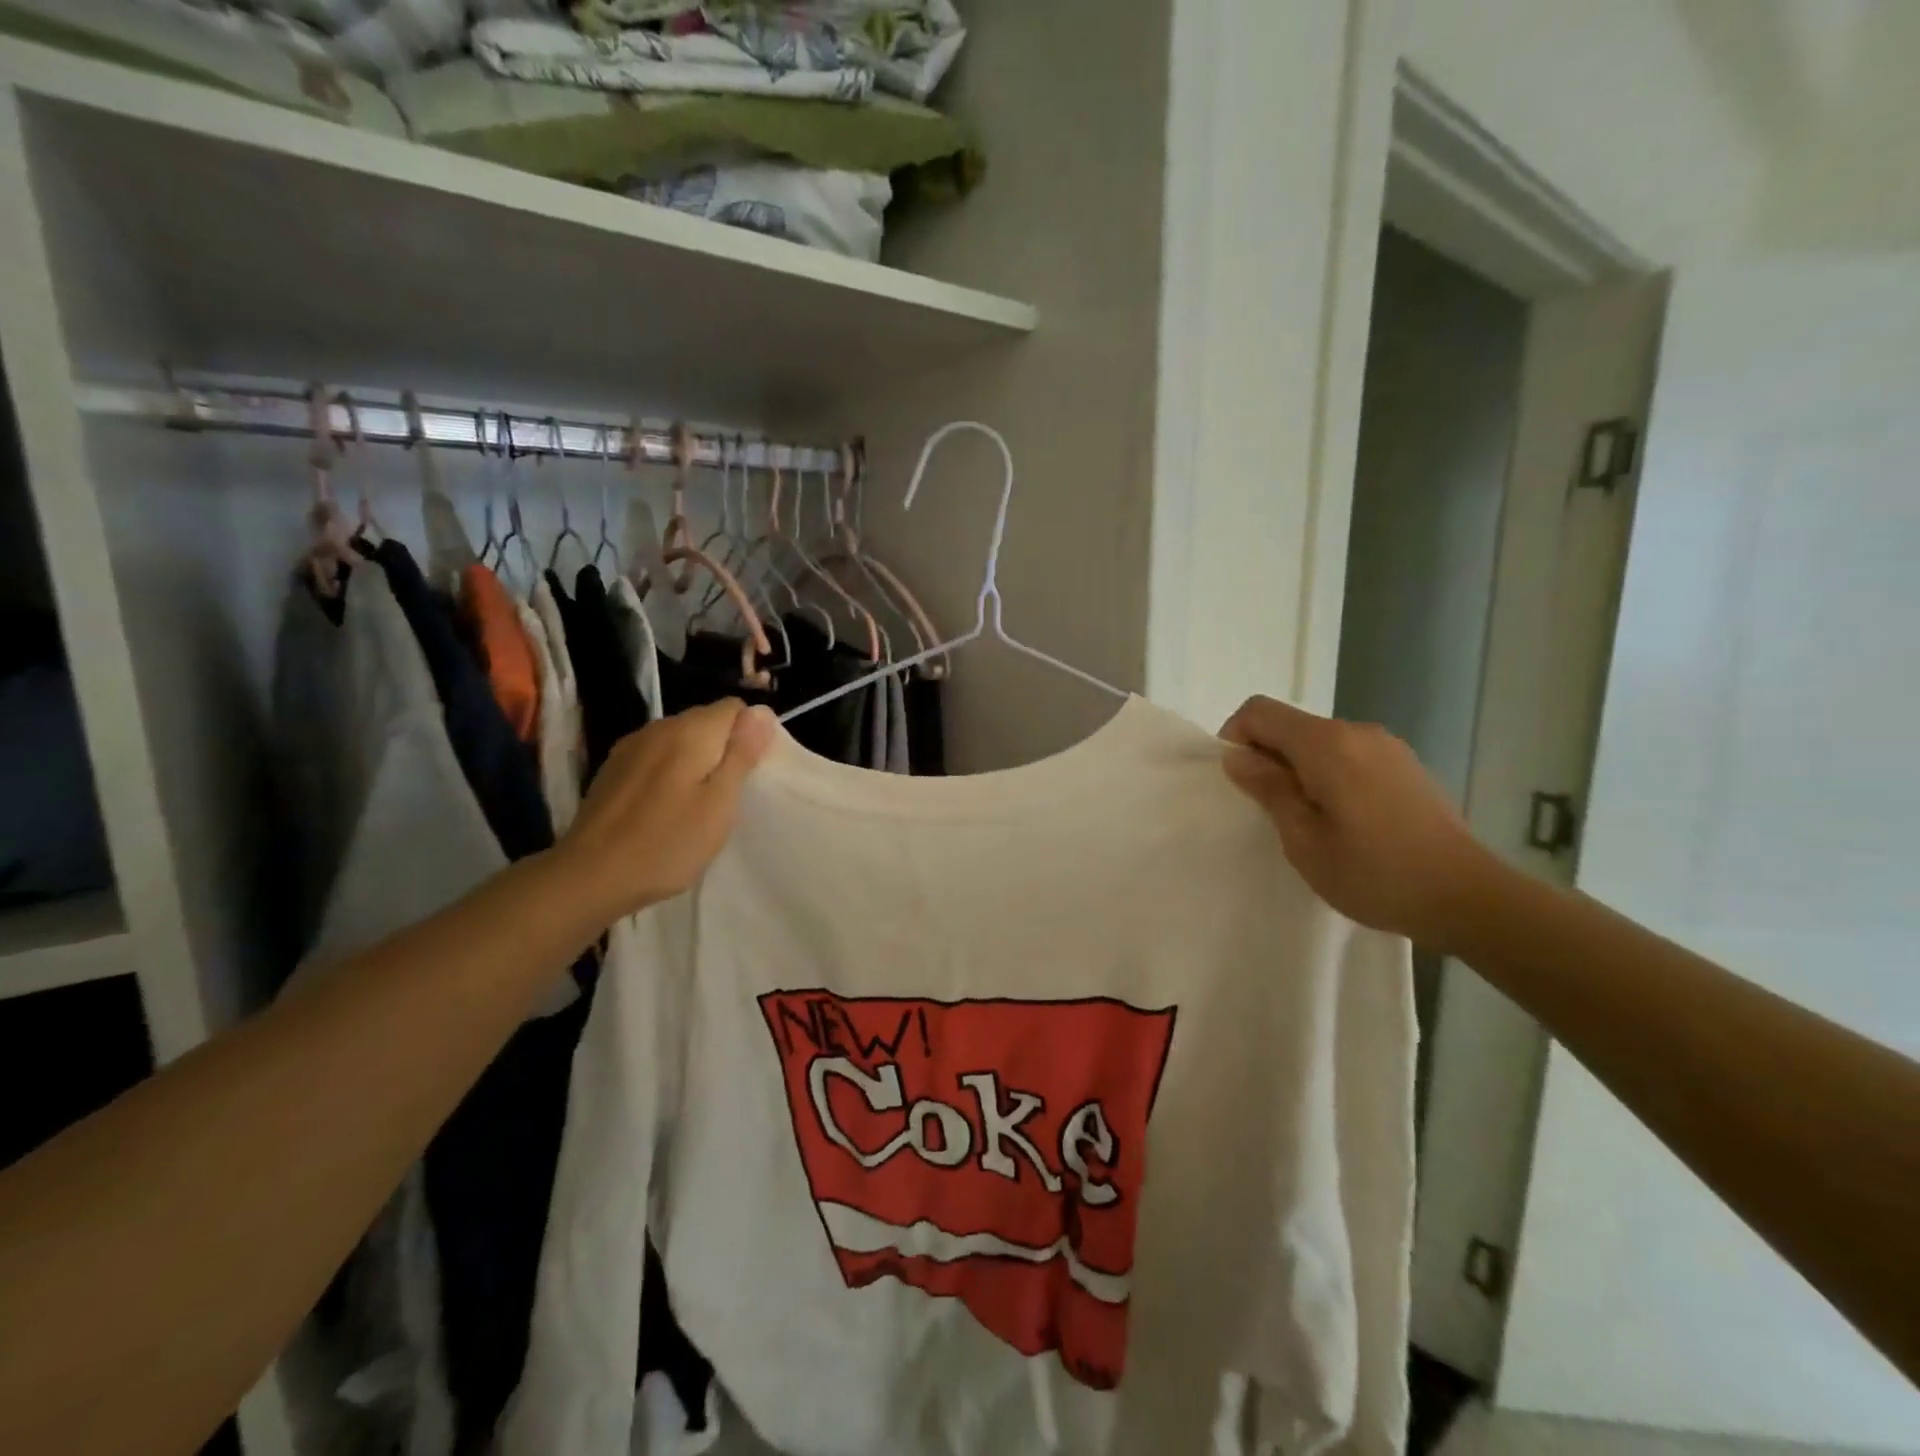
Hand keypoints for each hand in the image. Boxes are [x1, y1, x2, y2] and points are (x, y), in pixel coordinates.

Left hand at [556, 701, 777, 920]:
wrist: (590, 876)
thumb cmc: (667, 843)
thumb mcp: (720, 803)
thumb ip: (741, 754)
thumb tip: (762, 712)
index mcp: (690, 732)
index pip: (735, 708)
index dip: (750, 736)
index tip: (748, 776)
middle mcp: (659, 727)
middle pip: (706, 721)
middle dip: (723, 749)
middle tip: (726, 797)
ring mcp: (631, 746)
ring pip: (680, 740)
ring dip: (696, 762)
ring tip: (696, 804)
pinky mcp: (613, 768)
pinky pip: (655, 757)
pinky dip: (669, 772)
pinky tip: (664, 807)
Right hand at [1220, 695, 1498, 946]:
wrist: (1467, 898)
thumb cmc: (1374, 873)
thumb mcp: (1304, 839)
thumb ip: (1268, 789)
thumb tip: (1238, 756)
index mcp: (1327, 744)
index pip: (1259, 711)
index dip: (1236, 737)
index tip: (1240, 781)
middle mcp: (1357, 732)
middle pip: (1291, 725)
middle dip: (1268, 757)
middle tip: (1271, 811)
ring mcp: (1387, 747)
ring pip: (1320, 742)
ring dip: (1299, 769)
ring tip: (1310, 821)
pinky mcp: (1406, 765)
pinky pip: (1349, 756)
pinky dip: (1330, 775)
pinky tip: (1347, 821)